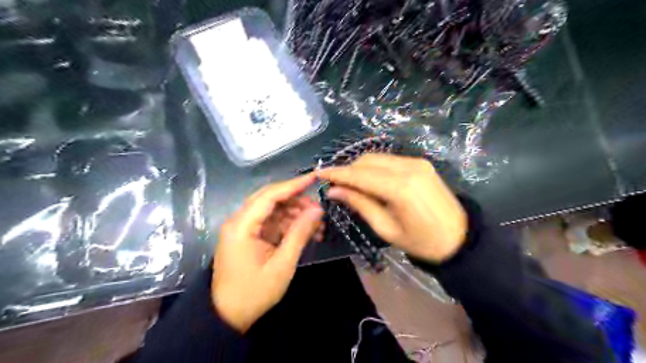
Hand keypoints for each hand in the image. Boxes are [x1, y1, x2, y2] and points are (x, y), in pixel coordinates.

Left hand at [211, 175, 323, 332]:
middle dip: (296, 201)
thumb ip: (299, 233)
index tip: (314, 178)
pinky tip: (306, 232)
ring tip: (317, 225)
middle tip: (319, 208)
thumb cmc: (254, 292)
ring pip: (273, 211)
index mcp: (242, 225)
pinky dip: (288, 225)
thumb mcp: (282, 264)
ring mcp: (243, 228)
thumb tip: (317, 209)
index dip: (293, 185)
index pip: (270, 195)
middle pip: (270, 199)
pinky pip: (271, 223)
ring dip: (294, 214)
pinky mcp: (249, 236)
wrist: (228, 316)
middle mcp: (239, 221)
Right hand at [318, 154, 463, 262]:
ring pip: (377, 158)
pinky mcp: (421, 162)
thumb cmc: (422, 242)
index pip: (360, 175)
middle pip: (367, 161)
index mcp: (400, 188)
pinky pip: (389, 160)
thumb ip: (360, 204)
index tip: (318, 173)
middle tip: (336, 185)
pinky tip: (371, 182)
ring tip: (351, 185)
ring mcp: (416, 162)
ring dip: (360, 168)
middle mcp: (408, 168)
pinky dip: (375, 168)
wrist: (460, 238)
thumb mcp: (386, 228)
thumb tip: (334, 191)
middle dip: (348, 170)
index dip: (337, 173)